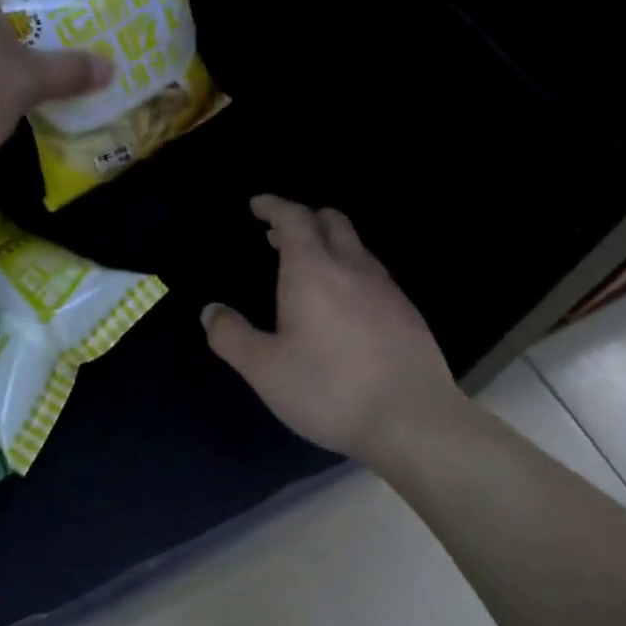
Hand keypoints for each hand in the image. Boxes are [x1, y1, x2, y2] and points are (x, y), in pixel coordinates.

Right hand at [202, 195, 464, 459]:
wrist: (414, 420)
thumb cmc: (329, 388)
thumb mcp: (265, 369)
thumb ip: (232, 336)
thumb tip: (210, 311)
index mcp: (313, 271)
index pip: (294, 218)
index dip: (274, 206)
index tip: (257, 205)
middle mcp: (352, 268)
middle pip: (331, 221)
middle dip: (303, 218)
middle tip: (277, 236)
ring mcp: (387, 289)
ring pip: (357, 248)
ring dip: (329, 245)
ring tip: (309, 269)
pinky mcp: (409, 314)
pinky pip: (374, 275)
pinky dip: (351, 272)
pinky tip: (346, 306)